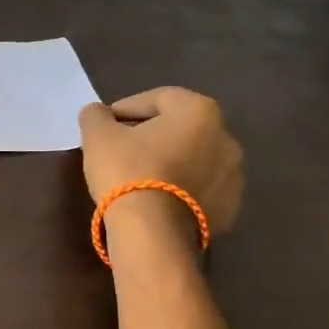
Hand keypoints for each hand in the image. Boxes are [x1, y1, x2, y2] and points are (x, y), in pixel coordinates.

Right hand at [78, 87, 244, 234]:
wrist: (153, 231)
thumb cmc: (127, 170)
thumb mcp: (98, 135)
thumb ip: (96, 116)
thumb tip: (97, 113)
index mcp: (199, 111)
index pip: (158, 98)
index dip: (126, 107)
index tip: (104, 124)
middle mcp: (226, 137)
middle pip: (180, 128)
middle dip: (150, 135)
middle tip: (120, 150)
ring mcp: (232, 175)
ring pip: (193, 159)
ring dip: (169, 161)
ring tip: (138, 177)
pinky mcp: (229, 208)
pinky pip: (199, 189)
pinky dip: (180, 188)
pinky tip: (155, 200)